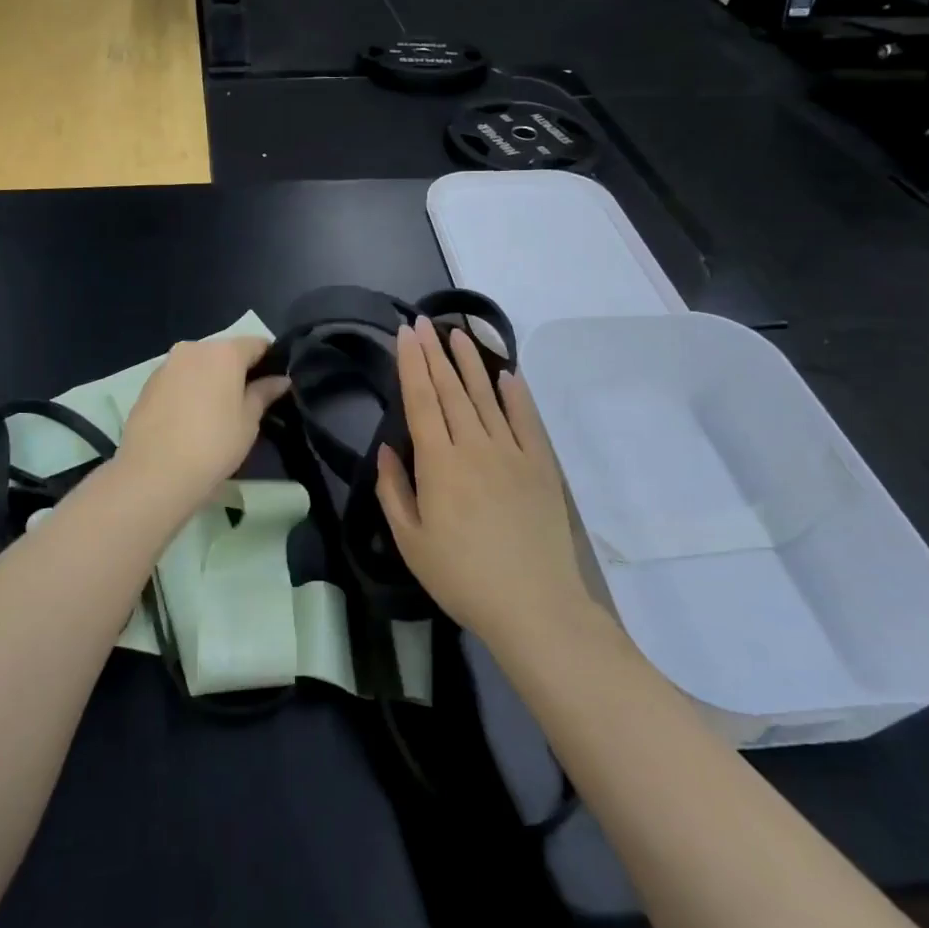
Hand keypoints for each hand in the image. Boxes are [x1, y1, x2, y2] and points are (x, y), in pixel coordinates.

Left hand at [119, 336, 289, 506]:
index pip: (257, 344)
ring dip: (211, 380)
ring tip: (218, 412)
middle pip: (224, 352)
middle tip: (249, 400)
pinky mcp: (147, 385)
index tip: (276, 381)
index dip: (271, 360)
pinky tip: (191, 419)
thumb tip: (280, 379)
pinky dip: (189, 390)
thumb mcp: (248, 421)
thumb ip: (264, 393)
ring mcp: (166, 365)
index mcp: (224, 352)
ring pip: (199, 365)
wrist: (154, 473)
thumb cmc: (213, 444)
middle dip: (238, 370)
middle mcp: (193, 348)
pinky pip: (178, 379)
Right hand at [376, 318, 591, 646]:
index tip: (406, 334)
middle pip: (451, 390)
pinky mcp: (540, 466)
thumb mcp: (411, 541)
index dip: (411, 364)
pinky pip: (527, 421)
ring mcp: (512, 452)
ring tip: (460, 333)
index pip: (421, 400)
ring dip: (471, 363)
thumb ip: (394, 491)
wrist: (533, 604)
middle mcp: (474, 446)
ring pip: (487, 397)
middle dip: (435, 353)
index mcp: (438, 463)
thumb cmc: (461, 577)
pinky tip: (508, 375)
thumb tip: (388, 450)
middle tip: (425, 323)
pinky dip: (516, 395)